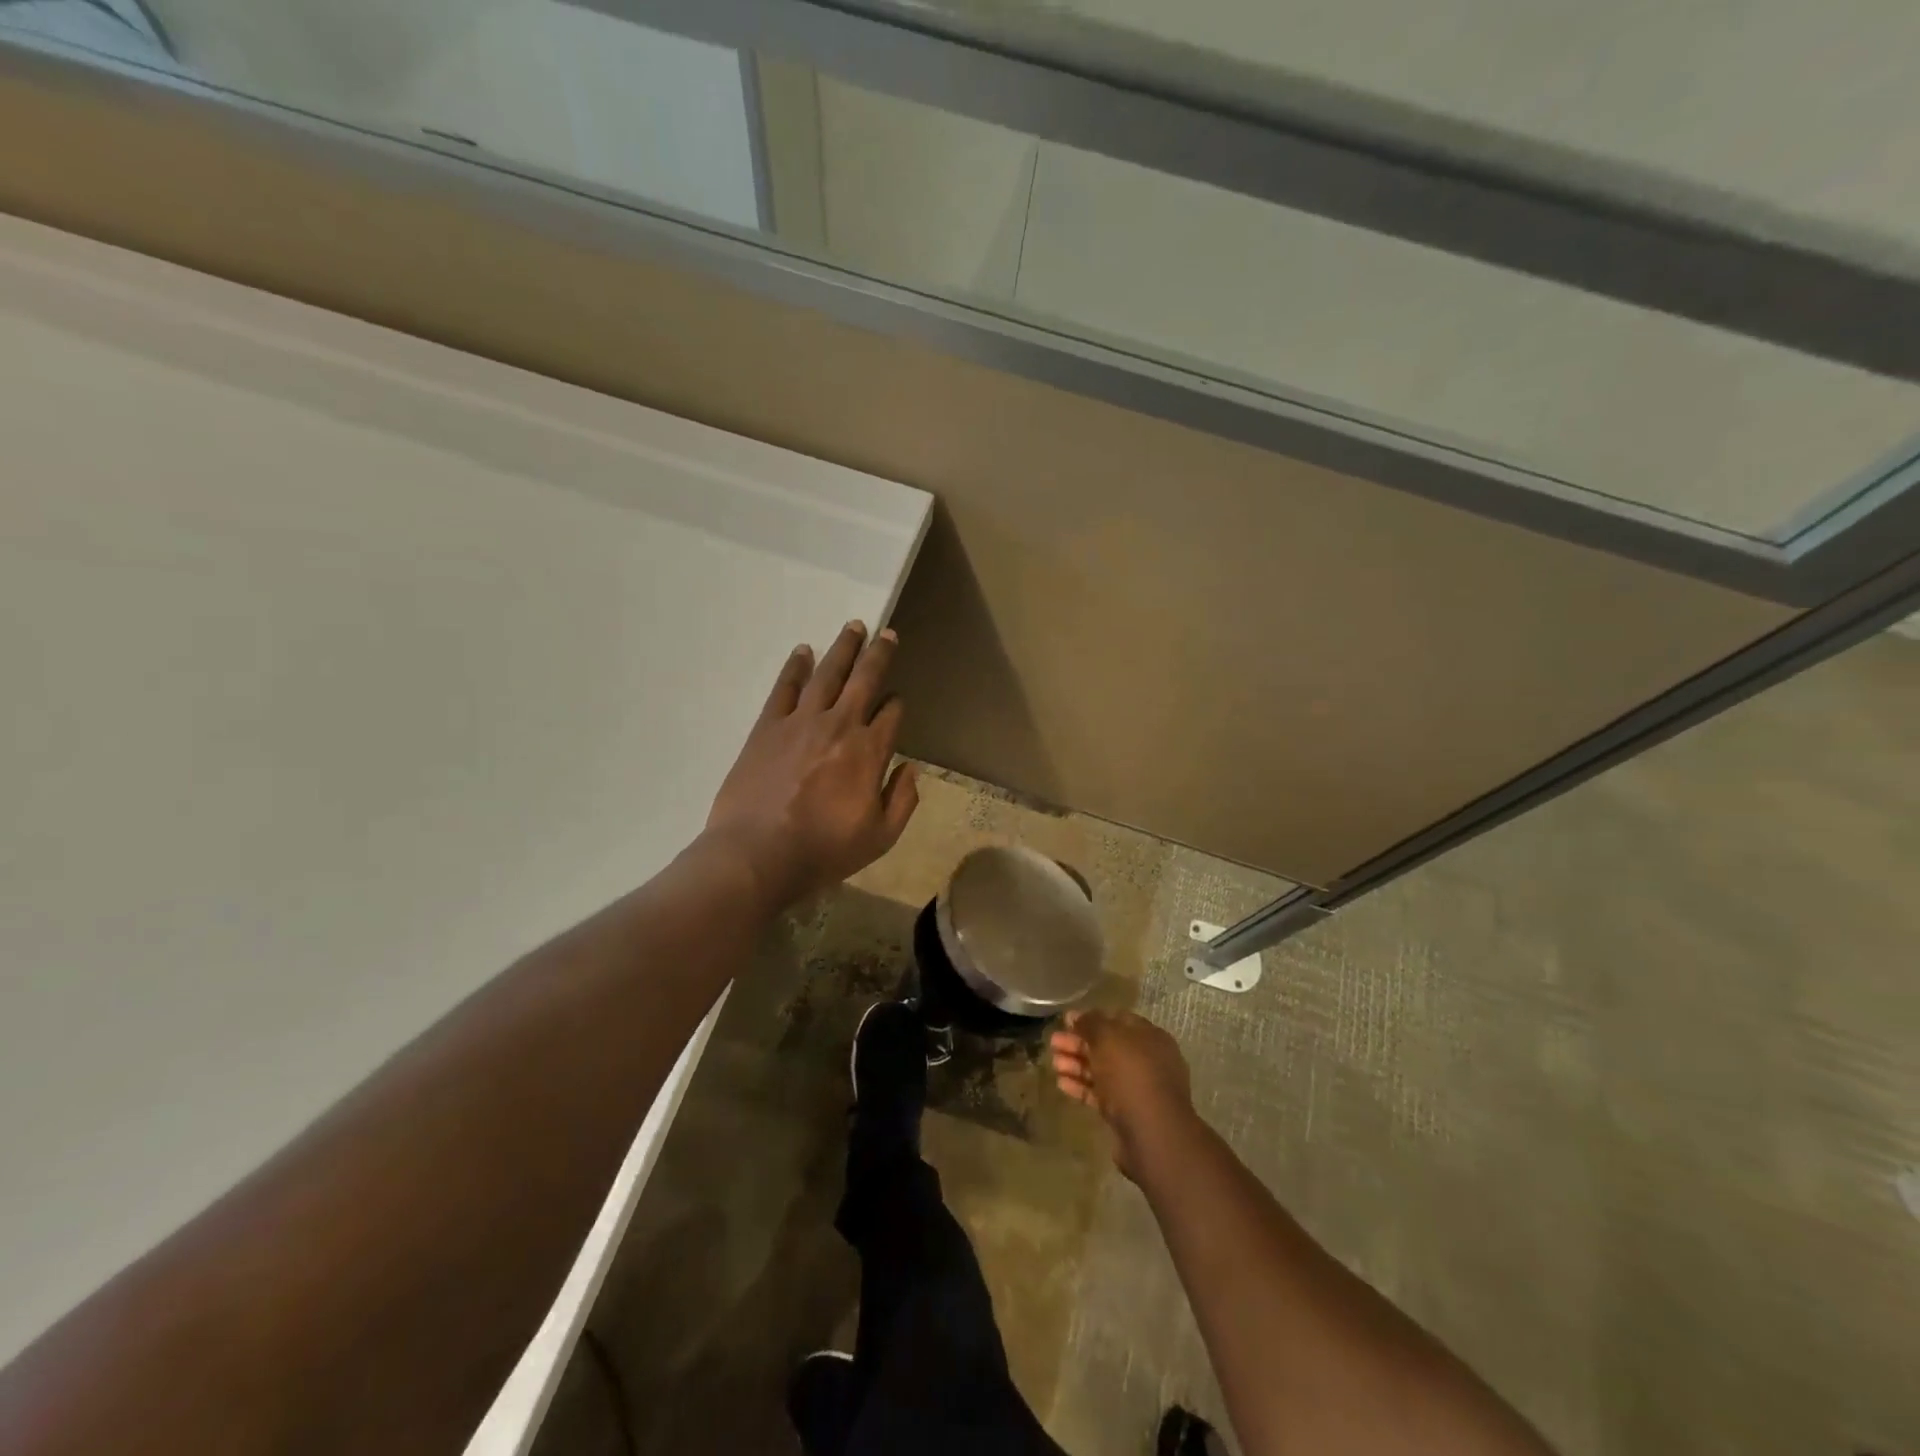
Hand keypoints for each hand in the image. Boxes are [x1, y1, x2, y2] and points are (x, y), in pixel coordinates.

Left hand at [705, 620, 918, 907]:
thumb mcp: (881, 837)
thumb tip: (909, 768)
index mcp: (869, 751)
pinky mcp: (767, 727)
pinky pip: (785, 688)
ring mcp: (800, 722)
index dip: (897, 703)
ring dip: (842, 649)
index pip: (891, 713)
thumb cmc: (824, 850)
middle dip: (878, 655)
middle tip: (887, 632)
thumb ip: (902, 800)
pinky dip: (795, 667)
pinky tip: (802, 651)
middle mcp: (839, 725)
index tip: (897, 701)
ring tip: (853, 627)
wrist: (757, 854)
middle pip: (864, 679)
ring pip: (827, 674)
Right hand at [1050, 1010, 1196, 1178]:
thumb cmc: (1131, 1075)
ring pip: (1103, 1071)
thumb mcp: (1108, 1039)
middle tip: (1053, 1043)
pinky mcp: (1127, 1114)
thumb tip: (1076, 1015)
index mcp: (1149, 1037)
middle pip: (1108, 1046)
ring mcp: (1137, 1089)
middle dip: (1079, 1043)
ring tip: (1053, 1064)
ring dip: (1077, 1065)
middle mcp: (1147, 1061)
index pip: (1117, 1020)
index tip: (1066, 1022)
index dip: (1091, 1019)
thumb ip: (1091, 1023)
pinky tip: (1061, 1084)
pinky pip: (1101, 1094)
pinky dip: (1082, 1087)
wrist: (1152, 1135)